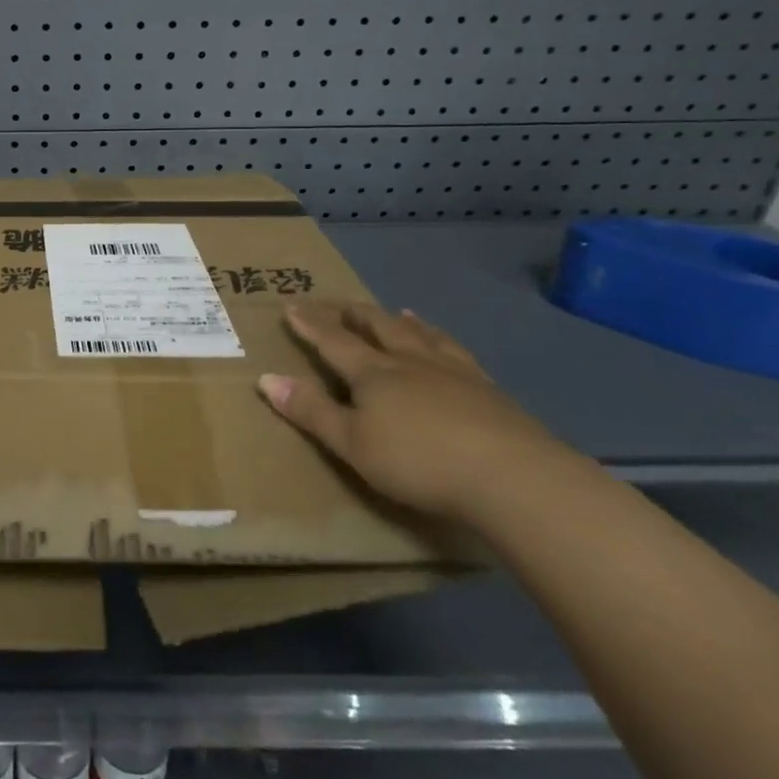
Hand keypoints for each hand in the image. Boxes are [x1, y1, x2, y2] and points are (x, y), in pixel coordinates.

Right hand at [258, 300, 569, 525]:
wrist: (512, 476)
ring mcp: (455, 373)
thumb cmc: (419, 462)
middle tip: (342, 302)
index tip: (293, 305)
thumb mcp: (351, 444)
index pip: (334, 342)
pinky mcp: (490, 391)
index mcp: (374, 374)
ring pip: (423, 336)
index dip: (311, 325)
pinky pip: (458, 353)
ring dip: (404, 322)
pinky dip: (444, 341)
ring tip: (399, 311)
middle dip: (357, 315)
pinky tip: (449, 347)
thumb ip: (311, 411)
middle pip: (380, 329)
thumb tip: (266, 378)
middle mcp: (411, 363)